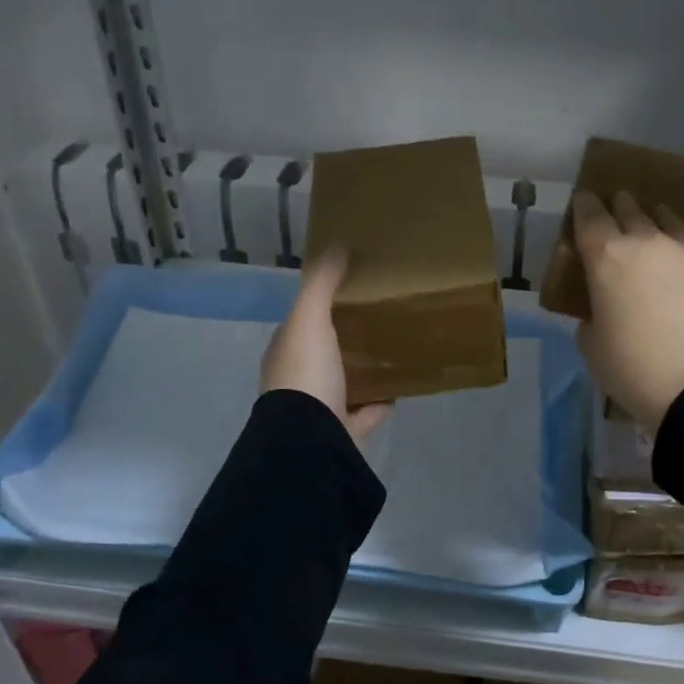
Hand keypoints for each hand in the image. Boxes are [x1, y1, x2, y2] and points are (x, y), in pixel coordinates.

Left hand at [261, 246, 391, 445]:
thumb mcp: (310, 319)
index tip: (348, 291)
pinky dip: (378, 403)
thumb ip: (322, 283)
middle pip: (322, 354)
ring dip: (360, 370)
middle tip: (376, 318)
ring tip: (391, 351)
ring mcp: (318, 410)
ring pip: (341, 384)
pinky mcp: (341, 433)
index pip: (299, 323)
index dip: (319, 306)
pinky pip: (363, 414)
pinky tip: (399, 390)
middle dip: (343, 339)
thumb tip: (337, 244)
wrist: (310, 440)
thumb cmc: (305, 373)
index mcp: (285, 353)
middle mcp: (297, 382)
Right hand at [571, 190, 683, 434]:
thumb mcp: (593, 348)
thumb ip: (592, 317)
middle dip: (622, 206)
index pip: (589, 216)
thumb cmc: (635, 371)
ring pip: (674, 222)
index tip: (584, 202)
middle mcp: (651, 242)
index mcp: (608, 258)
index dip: (584, 206)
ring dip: (662, 221)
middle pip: (632, 211)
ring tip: (660, 221)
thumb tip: (601, 310)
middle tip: (620, 205)